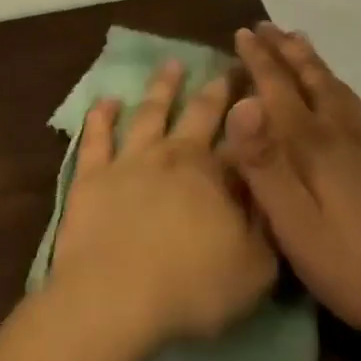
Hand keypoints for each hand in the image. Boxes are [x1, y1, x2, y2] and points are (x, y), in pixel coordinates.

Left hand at [50, 60, 278, 349]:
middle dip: (217, 89)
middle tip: (227, 66)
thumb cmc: (193, 288)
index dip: (255, 115)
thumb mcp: (255, 268)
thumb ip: (266, 225)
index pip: (244, 138)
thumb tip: (269, 187)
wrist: (115, 297)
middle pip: (199, 113)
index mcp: (216, 175)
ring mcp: (129, 160)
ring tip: (172, 63)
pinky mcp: (92, 175)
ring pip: (149, 112)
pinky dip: (101, 115)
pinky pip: (96, 137)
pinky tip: (106, 100)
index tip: (263, 89)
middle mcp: (174, 155)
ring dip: (163, 87)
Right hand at [222, 25, 360, 360]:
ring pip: (336, 91)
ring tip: (300, 45)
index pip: (279, 90)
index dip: (260, 60)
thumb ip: (265, 165)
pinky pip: (353, 107)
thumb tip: (240, 104)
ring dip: (313, 64)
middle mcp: (340, 135)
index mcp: (313, 146)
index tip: (242, 32)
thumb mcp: (297, 225)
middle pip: (311, 80)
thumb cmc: (356, 264)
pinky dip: (336, 87)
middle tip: (267, 26)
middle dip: (286, 51)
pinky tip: (338, 97)